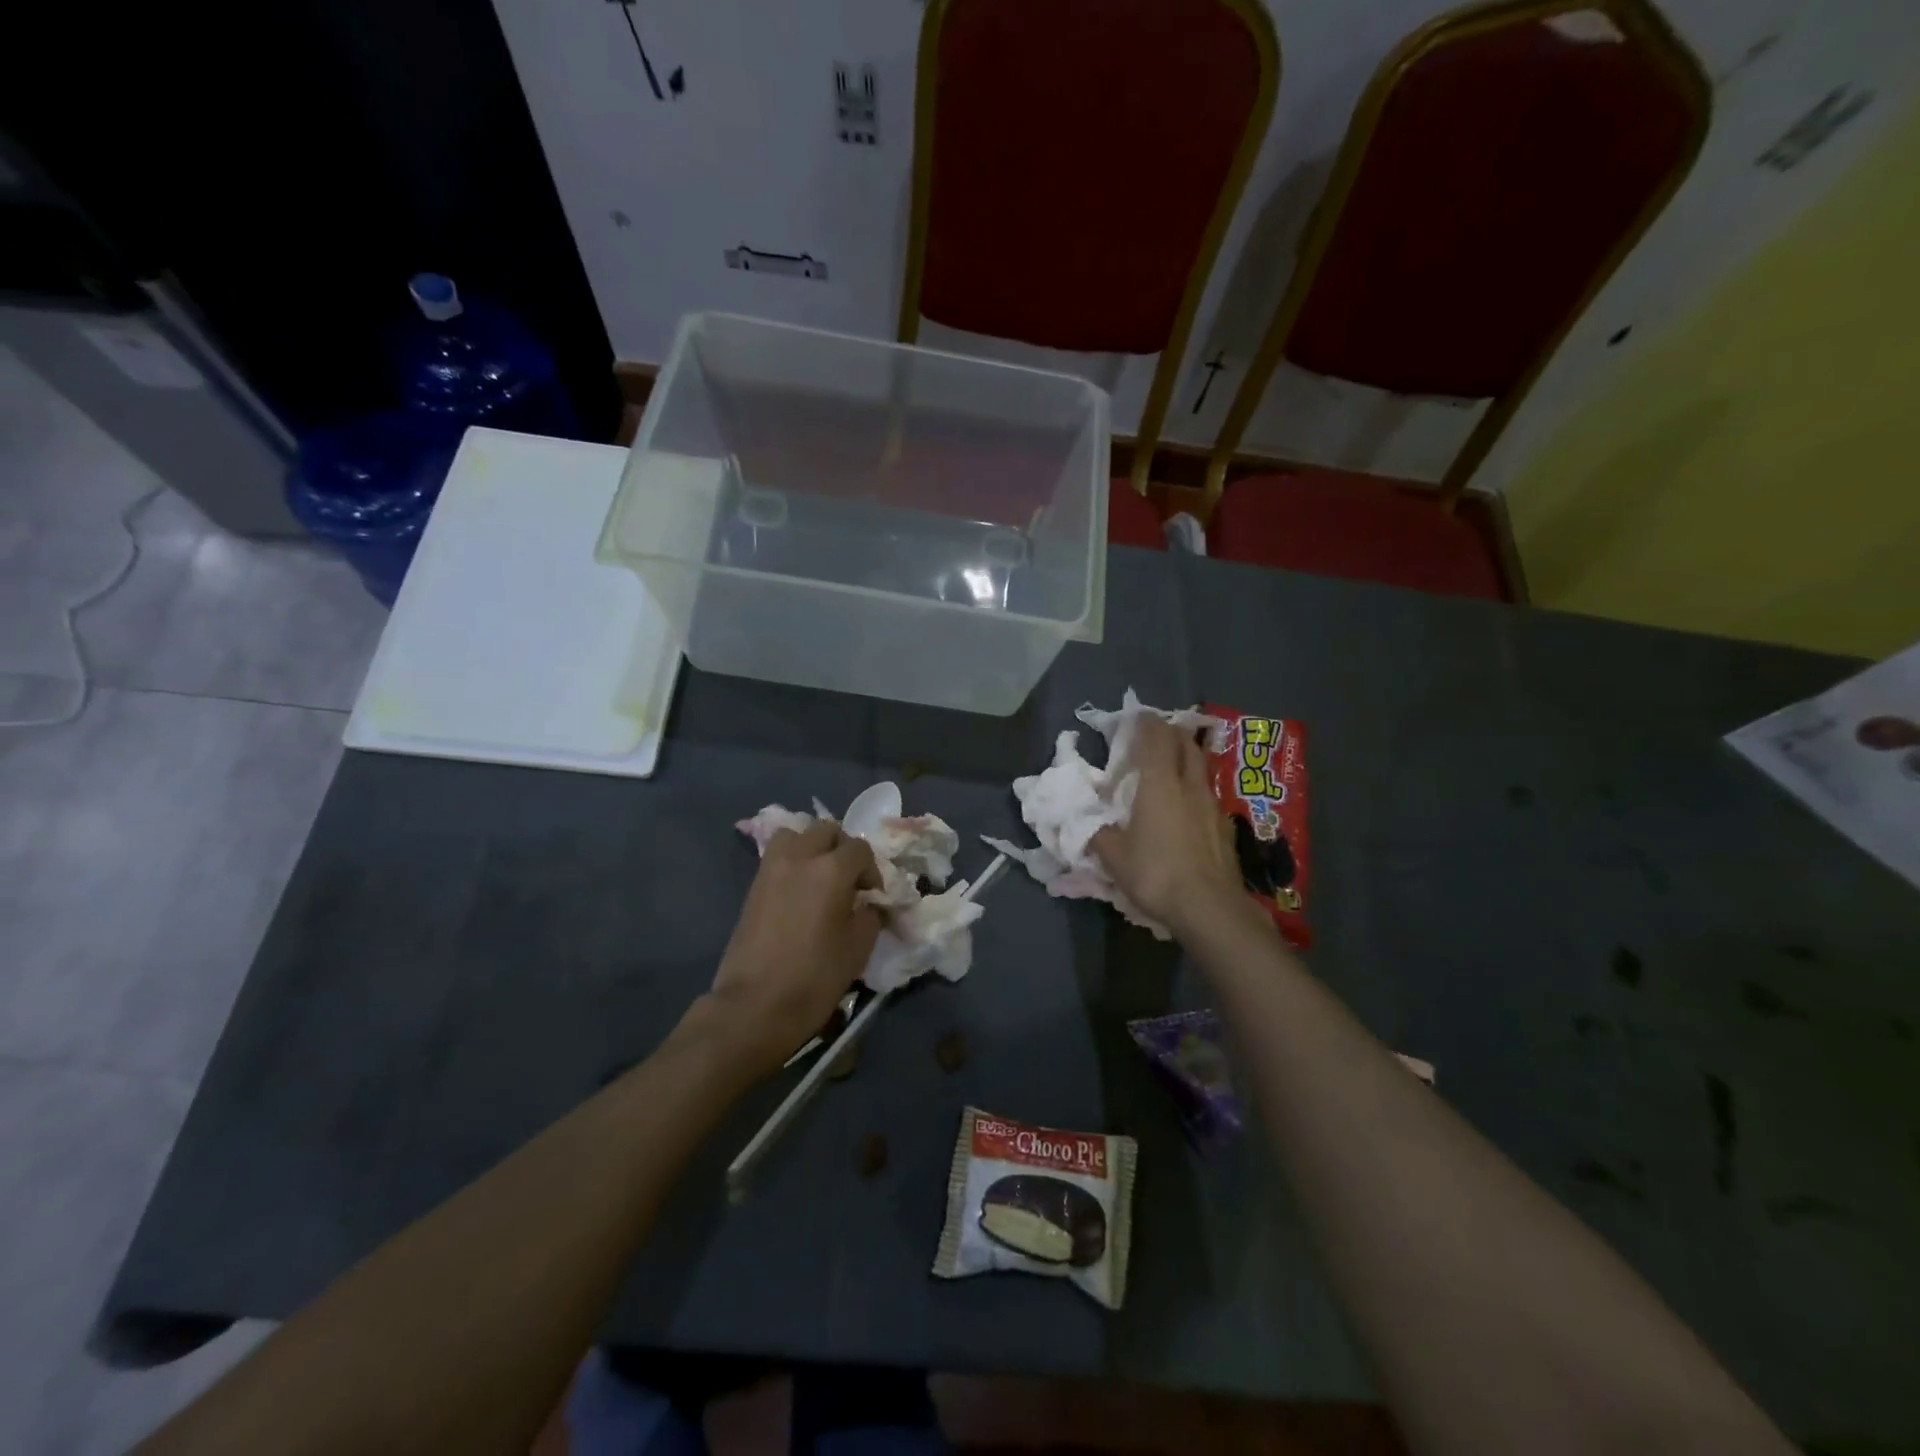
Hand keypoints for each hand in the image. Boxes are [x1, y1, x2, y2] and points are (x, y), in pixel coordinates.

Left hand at [697, 821, 880, 1077]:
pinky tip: (800, 892)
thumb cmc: (814, 978)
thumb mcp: (858, 949)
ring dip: (812, 847)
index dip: (872, 870)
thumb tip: (870, 904)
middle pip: (826, 830)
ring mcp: (771, 869)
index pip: (860, 848)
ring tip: (820, 877)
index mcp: (831, 870)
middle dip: (843, 849)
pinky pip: (777, 856)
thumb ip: (870, 915)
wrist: (754, 1006)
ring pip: (795, 834)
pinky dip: (792, 861)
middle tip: (849, 880)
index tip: (872, 896)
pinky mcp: (753, 886)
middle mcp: (800, 858)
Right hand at [1092, 715, 1248, 940]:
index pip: (1155, 736)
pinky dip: (1194, 788)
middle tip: (1152, 737)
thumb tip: (1086, 823)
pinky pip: (1208, 794)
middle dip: (1169, 733)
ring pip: (1200, 766)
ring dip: (1185, 758)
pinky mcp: (1225, 826)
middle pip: (1184, 743)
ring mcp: (1213, 804)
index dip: (1145, 721)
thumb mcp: (1114, 856)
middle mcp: (1189, 784)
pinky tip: (1186, 807)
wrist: (1210, 908)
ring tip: (1169, 768)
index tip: (1134, 717)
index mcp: (1160, 783)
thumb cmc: (1156, 873)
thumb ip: (1098, 833)